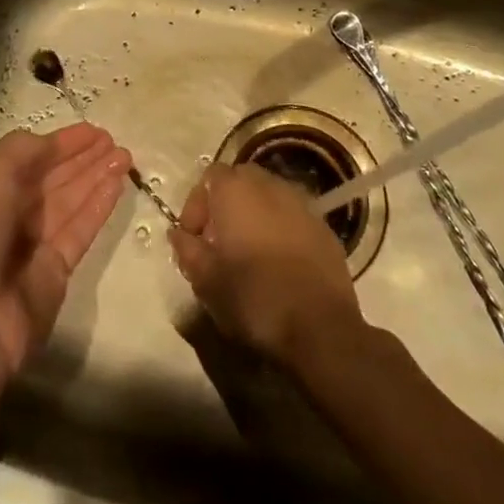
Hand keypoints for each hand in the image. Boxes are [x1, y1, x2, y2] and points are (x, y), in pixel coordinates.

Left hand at [0, 124, 130, 379]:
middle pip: (49, 179)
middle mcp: (3, 215)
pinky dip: (98, 207)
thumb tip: (49, 144)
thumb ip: (22, 151)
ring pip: (68, 202)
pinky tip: (118, 185)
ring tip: (126, 156)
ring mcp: (29, 246)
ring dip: (95, 177)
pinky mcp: (53, 274)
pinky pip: (79, 231)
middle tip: (114, 141)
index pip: (24, 159)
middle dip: (81, 159)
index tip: (92, 131)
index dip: (58, 143)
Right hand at [168, 164, 361, 367]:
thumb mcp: (206, 280)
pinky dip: (280, 230)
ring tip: (248, 254)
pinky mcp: (324, 228)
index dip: (196, 205)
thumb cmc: (253, 298)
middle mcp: (270, 186)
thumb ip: (188, 249)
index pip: (210, 176)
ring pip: (269, 197)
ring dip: (254, 216)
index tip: (192, 238)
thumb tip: (178, 234)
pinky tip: (278, 264)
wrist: (320, 327)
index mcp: (237, 191)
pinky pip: (293, 218)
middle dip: (226, 205)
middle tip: (218, 242)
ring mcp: (302, 204)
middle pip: (241, 181)